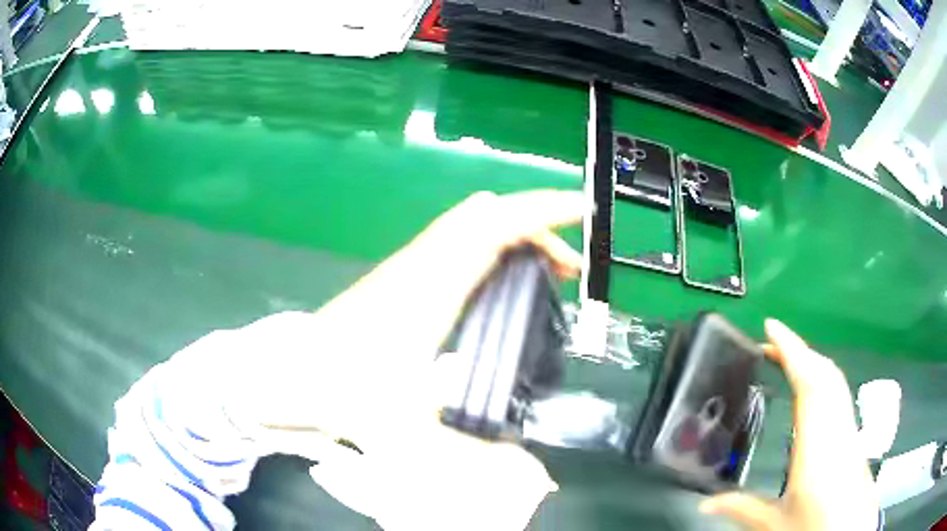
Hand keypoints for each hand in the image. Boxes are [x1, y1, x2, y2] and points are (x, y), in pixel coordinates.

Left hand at [222, 190, 582, 528]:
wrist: (286, 375)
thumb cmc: (339, 392)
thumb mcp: (407, 431)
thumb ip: (473, 458)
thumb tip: (535, 481)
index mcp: (431, 285)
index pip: (494, 225)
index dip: (542, 212)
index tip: (581, 212)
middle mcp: (423, 264)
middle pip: (487, 215)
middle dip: (537, 229)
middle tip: (568, 270)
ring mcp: (410, 267)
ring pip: (471, 227)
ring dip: (514, 239)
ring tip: (545, 277)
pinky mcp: (402, 278)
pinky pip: (457, 245)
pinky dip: (491, 250)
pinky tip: (499, 289)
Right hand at [700, 320, 879, 530]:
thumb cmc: (815, 529)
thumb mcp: (774, 526)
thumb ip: (743, 508)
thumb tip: (704, 504)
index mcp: (819, 445)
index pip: (810, 383)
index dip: (792, 350)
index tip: (771, 326)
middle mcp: (839, 428)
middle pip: (826, 375)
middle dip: (801, 352)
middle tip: (771, 345)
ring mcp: (850, 431)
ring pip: (836, 383)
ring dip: (812, 364)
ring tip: (787, 362)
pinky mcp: (854, 439)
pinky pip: (839, 397)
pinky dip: (823, 381)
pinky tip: (811, 395)